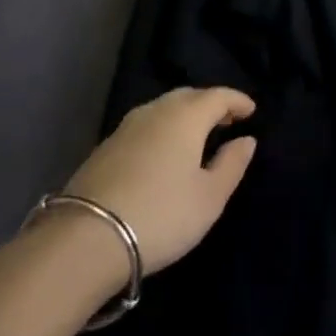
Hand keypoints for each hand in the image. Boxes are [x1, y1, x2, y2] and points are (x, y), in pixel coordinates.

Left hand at [63, 87, 259, 274]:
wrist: (85, 240)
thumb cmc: (161, 215)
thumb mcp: (209, 198)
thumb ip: (232, 164)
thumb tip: (246, 140)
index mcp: (187, 115)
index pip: (219, 95)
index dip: (238, 101)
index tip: (251, 111)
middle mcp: (157, 110)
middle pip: (190, 96)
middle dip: (210, 105)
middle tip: (226, 121)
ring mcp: (126, 127)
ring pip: (164, 109)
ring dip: (184, 116)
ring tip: (196, 137)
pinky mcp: (104, 147)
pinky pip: (145, 126)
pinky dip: (162, 130)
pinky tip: (162, 153)